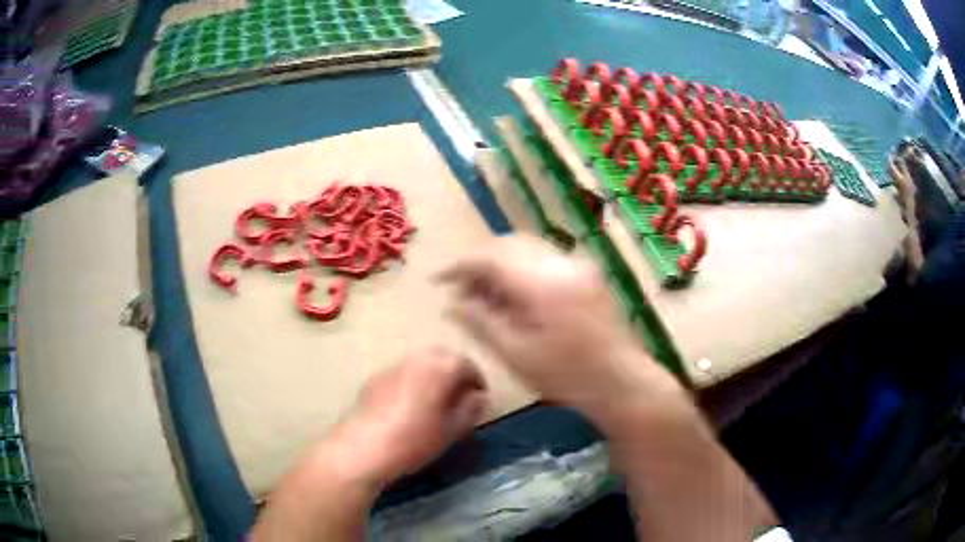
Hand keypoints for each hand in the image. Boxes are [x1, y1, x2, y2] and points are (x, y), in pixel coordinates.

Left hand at [330, 348, 488, 482]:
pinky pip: (402, 373)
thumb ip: (469, 410)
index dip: (477, 381)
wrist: (363, 448)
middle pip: (442, 357)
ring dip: (433, 375)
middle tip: (461, 397)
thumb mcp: (451, 430)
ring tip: (436, 401)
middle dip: (455, 373)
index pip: (466, 364)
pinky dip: (413, 381)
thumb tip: (480, 397)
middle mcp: (416, 359)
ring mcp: (392, 367)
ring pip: (420, 363)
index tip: (480, 398)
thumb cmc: (414, 440)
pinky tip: (410, 405)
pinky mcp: (374, 379)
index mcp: (439, 368)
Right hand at [438, 235, 677, 420]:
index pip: (489, 256)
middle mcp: (561, 262)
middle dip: (479, 262)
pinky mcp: (588, 273)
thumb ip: (480, 323)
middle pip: (508, 244)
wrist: (622, 382)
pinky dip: (523, 269)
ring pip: (527, 249)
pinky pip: (545, 258)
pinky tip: (516, 297)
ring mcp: (578, 264)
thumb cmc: (567, 377)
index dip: (459, 265)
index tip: (438, 280)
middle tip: (461, 290)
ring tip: (485, 295)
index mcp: (541, 282)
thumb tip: (451, 304)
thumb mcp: (516, 355)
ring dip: (501, 264)